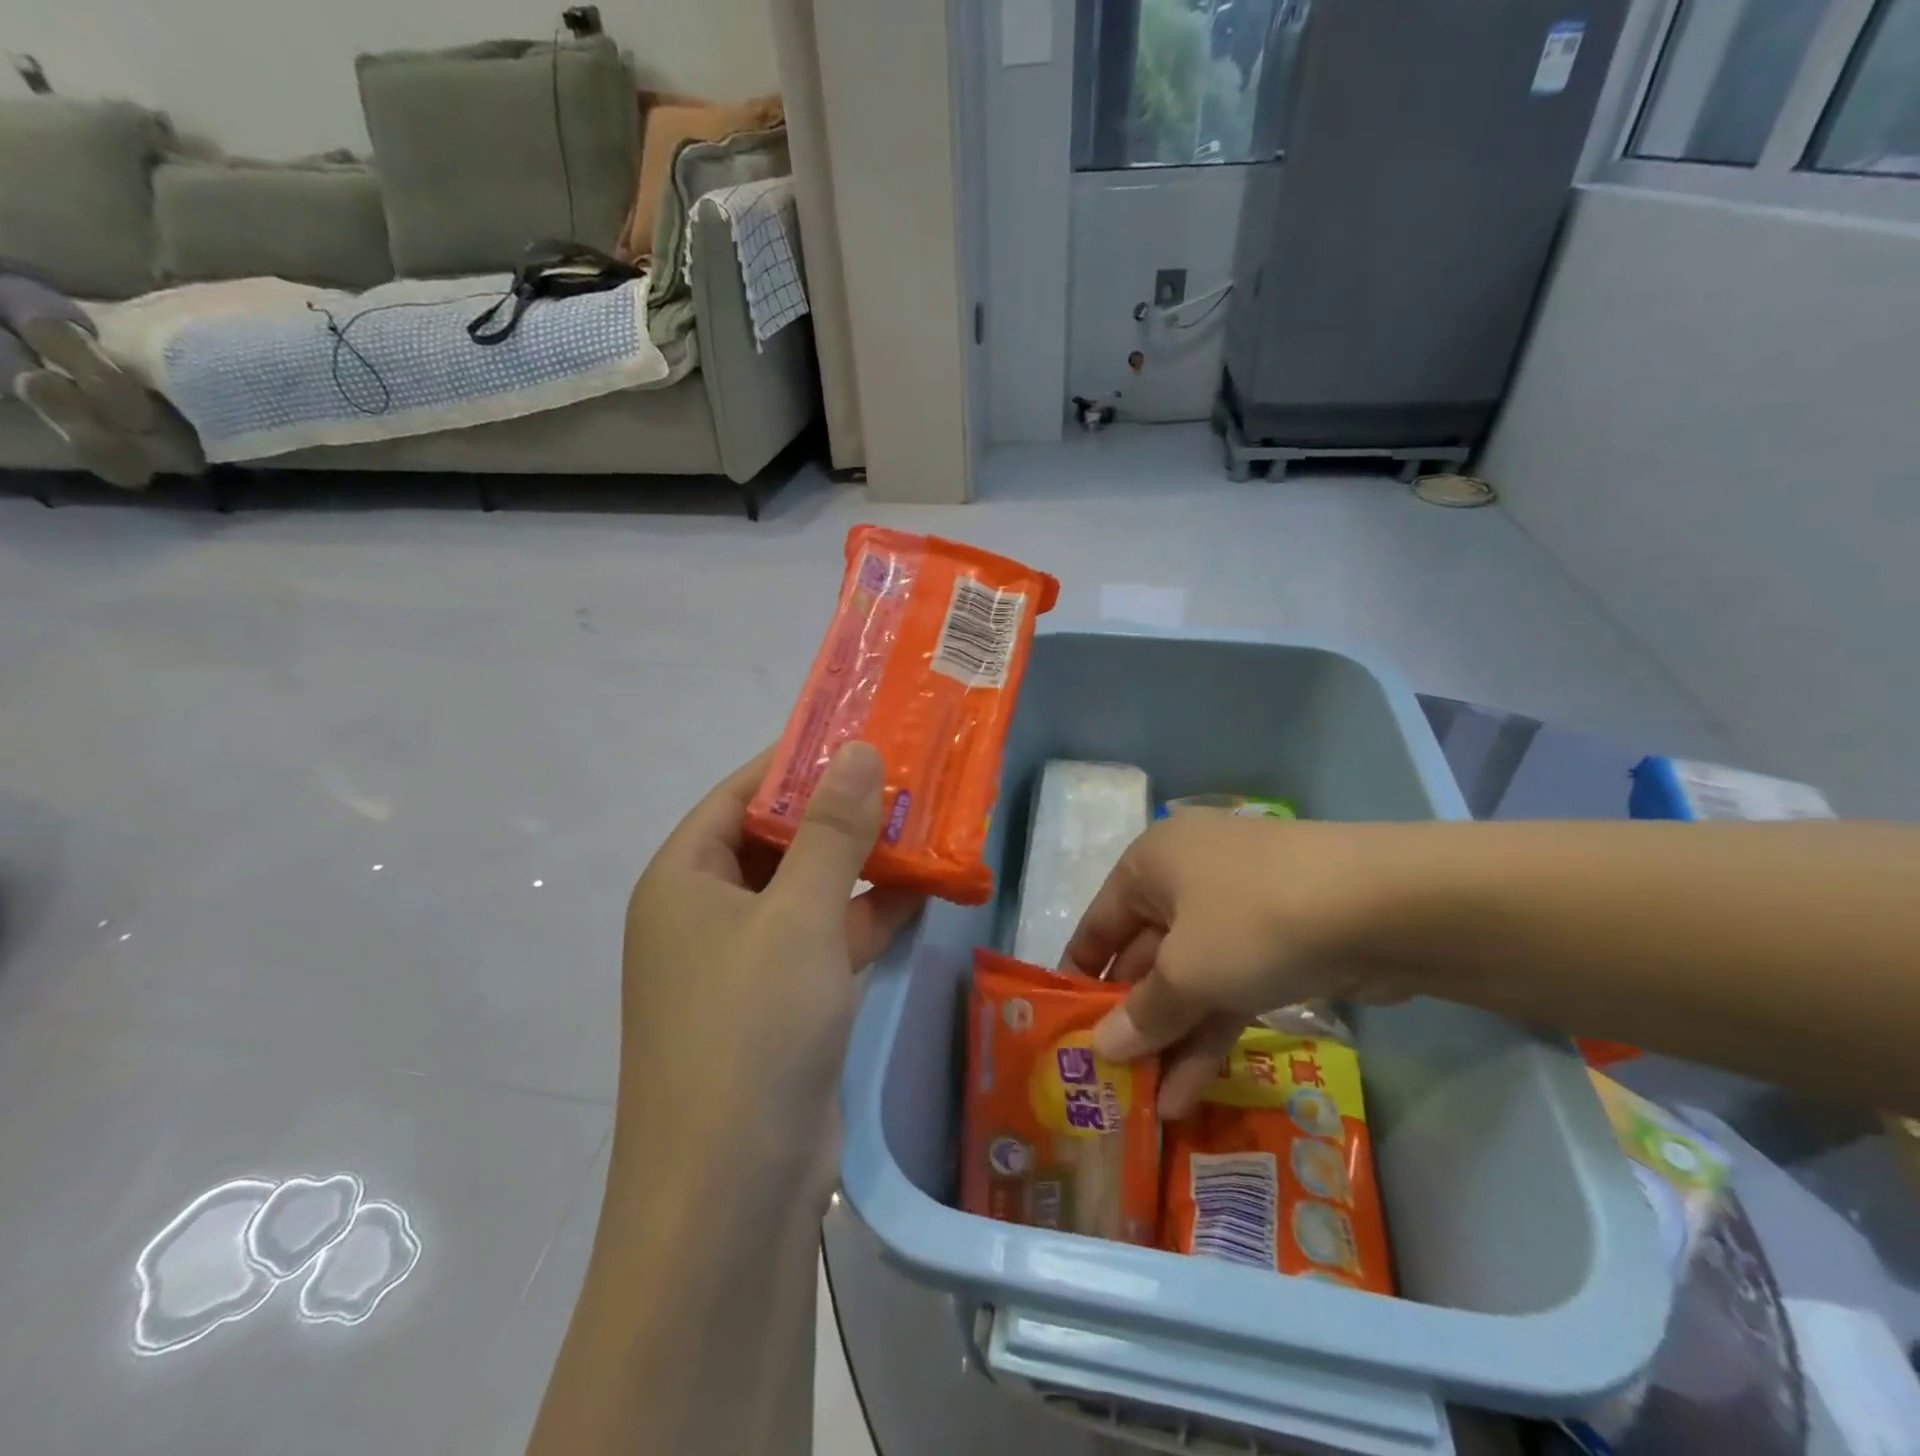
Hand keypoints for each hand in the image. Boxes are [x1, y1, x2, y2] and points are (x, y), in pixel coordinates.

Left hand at [616, 742, 924, 1207]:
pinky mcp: (782, 1004)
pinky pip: (826, 938)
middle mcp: (706, 913)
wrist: (732, 1195)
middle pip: (779, 840)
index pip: (742, 794)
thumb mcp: (798, 916)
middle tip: (909, 778)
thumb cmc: (751, 1029)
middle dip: (842, 813)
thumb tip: (857, 749)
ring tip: (928, 825)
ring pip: (809, 890)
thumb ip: (832, 831)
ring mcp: (744, 962)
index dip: (799, 761)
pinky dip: (869, 916)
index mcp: (685, 879)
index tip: (862, 734)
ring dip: (863, 864)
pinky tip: (925, 891)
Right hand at [1064, 812, 1404, 1116]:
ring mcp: (1236, 911)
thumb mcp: (1187, 973)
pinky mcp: (1278, 942)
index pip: (1098, 925)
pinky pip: (1229, 987)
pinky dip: (1212, 1031)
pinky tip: (1191, 1089)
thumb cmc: (1254, 922)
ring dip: (1172, 1038)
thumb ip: (1142, 1014)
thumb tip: (1101, 1049)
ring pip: (1190, 978)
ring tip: (1148, 1103)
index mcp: (1150, 864)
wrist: (1386, 904)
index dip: (1080, 977)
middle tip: (1111, 1080)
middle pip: (1144, 955)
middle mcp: (1186, 880)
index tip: (1065, 1031)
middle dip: (1133, 1019)